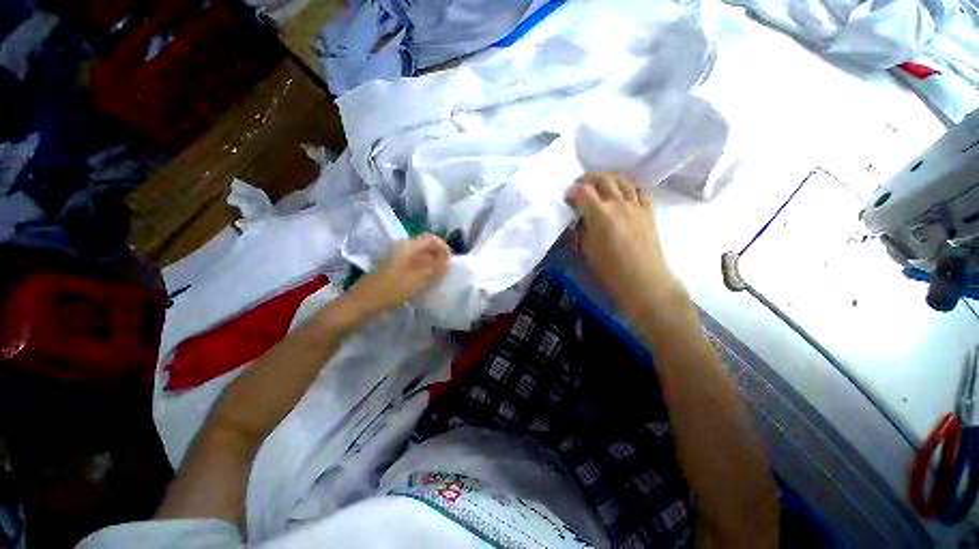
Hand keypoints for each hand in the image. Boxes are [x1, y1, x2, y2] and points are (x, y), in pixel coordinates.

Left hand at [347, 234, 450, 316]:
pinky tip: (425, 283)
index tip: (451, 262)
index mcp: (407, 246)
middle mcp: (402, 249)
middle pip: (425, 247)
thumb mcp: (417, 278)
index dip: (444, 247)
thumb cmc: (391, 289)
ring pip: (420, 257)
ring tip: (438, 278)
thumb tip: (448, 260)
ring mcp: (396, 259)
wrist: (362, 304)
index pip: (431, 238)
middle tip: (446, 271)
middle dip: (439, 256)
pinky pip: (413, 266)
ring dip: (431, 264)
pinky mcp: (393, 270)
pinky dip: (423, 271)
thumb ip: (435, 267)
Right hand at [566, 172, 679, 320]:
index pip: (583, 192)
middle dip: (589, 178)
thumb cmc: (609, 268)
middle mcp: (618, 204)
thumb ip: (582, 229)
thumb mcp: (586, 249)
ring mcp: (636, 205)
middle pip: (603, 179)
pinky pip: (640, 190)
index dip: (573, 191)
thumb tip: (580, 219)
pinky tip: (624, 192)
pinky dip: (629, 187)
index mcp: (600, 214)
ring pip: (623, 181)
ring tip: (601, 183)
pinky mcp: (648, 211)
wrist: (642, 279)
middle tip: (581, 184)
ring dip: (609, 178)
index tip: (567, 197)